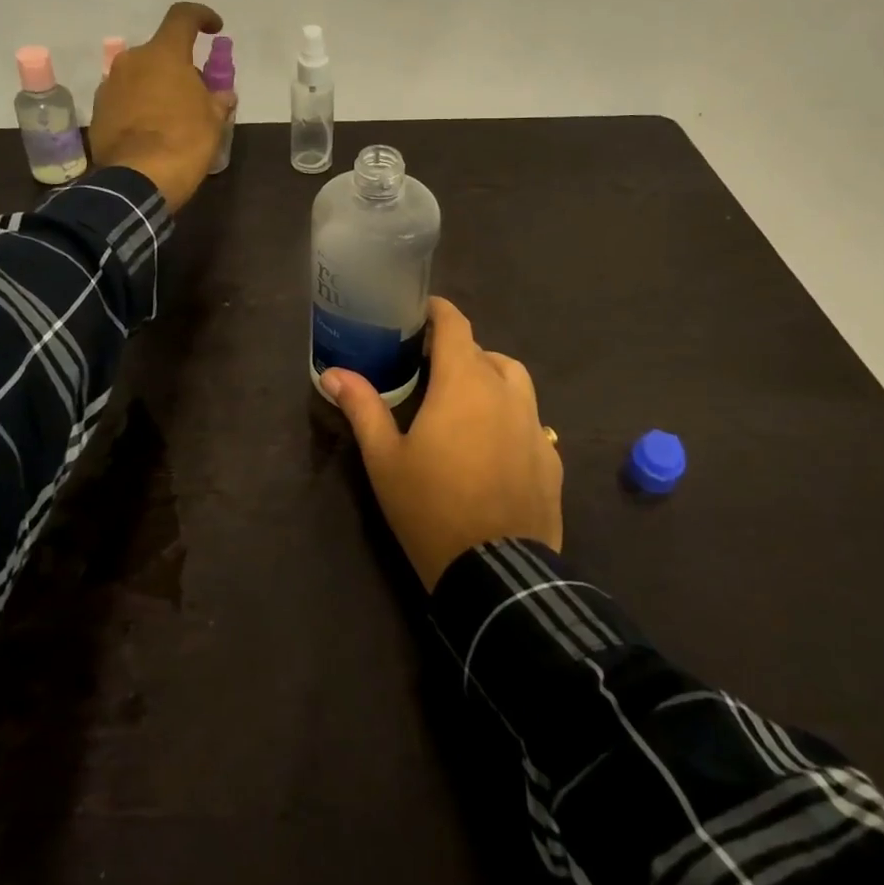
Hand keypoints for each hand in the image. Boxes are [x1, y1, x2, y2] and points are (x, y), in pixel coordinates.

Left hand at [90, 2, 236, 212]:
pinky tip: (152, 132)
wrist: (137, 180)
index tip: (214, 29)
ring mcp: (110, 85)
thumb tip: (221, 95)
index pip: (183, 17)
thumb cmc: (184, 142)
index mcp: (164, 54)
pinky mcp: (98, 111)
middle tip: (197, 94)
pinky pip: (125, 98)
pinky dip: (140, 107)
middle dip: (179, 67)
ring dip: (157, 88)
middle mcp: (132, 60)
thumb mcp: (213, 122)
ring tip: (174, 117)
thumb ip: (217, 100)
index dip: (201, 16)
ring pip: (140, 76)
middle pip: (160, 52)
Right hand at [322, 297, 563, 590]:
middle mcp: (506, 392)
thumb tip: (333, 373)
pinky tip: (492, 444)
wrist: (496, 572)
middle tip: (427, 368)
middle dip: (456, 351)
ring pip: (513, 380)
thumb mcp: (385, 459)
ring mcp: (534, 423)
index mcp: (464, 383)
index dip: (438, 311)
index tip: (419, 311)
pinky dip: (509, 414)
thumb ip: (363, 408)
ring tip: (464, 400)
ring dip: (488, 377)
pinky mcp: (550, 455)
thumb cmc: (430, 507)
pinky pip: (529, 418)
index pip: (456, 325)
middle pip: (483, 351)